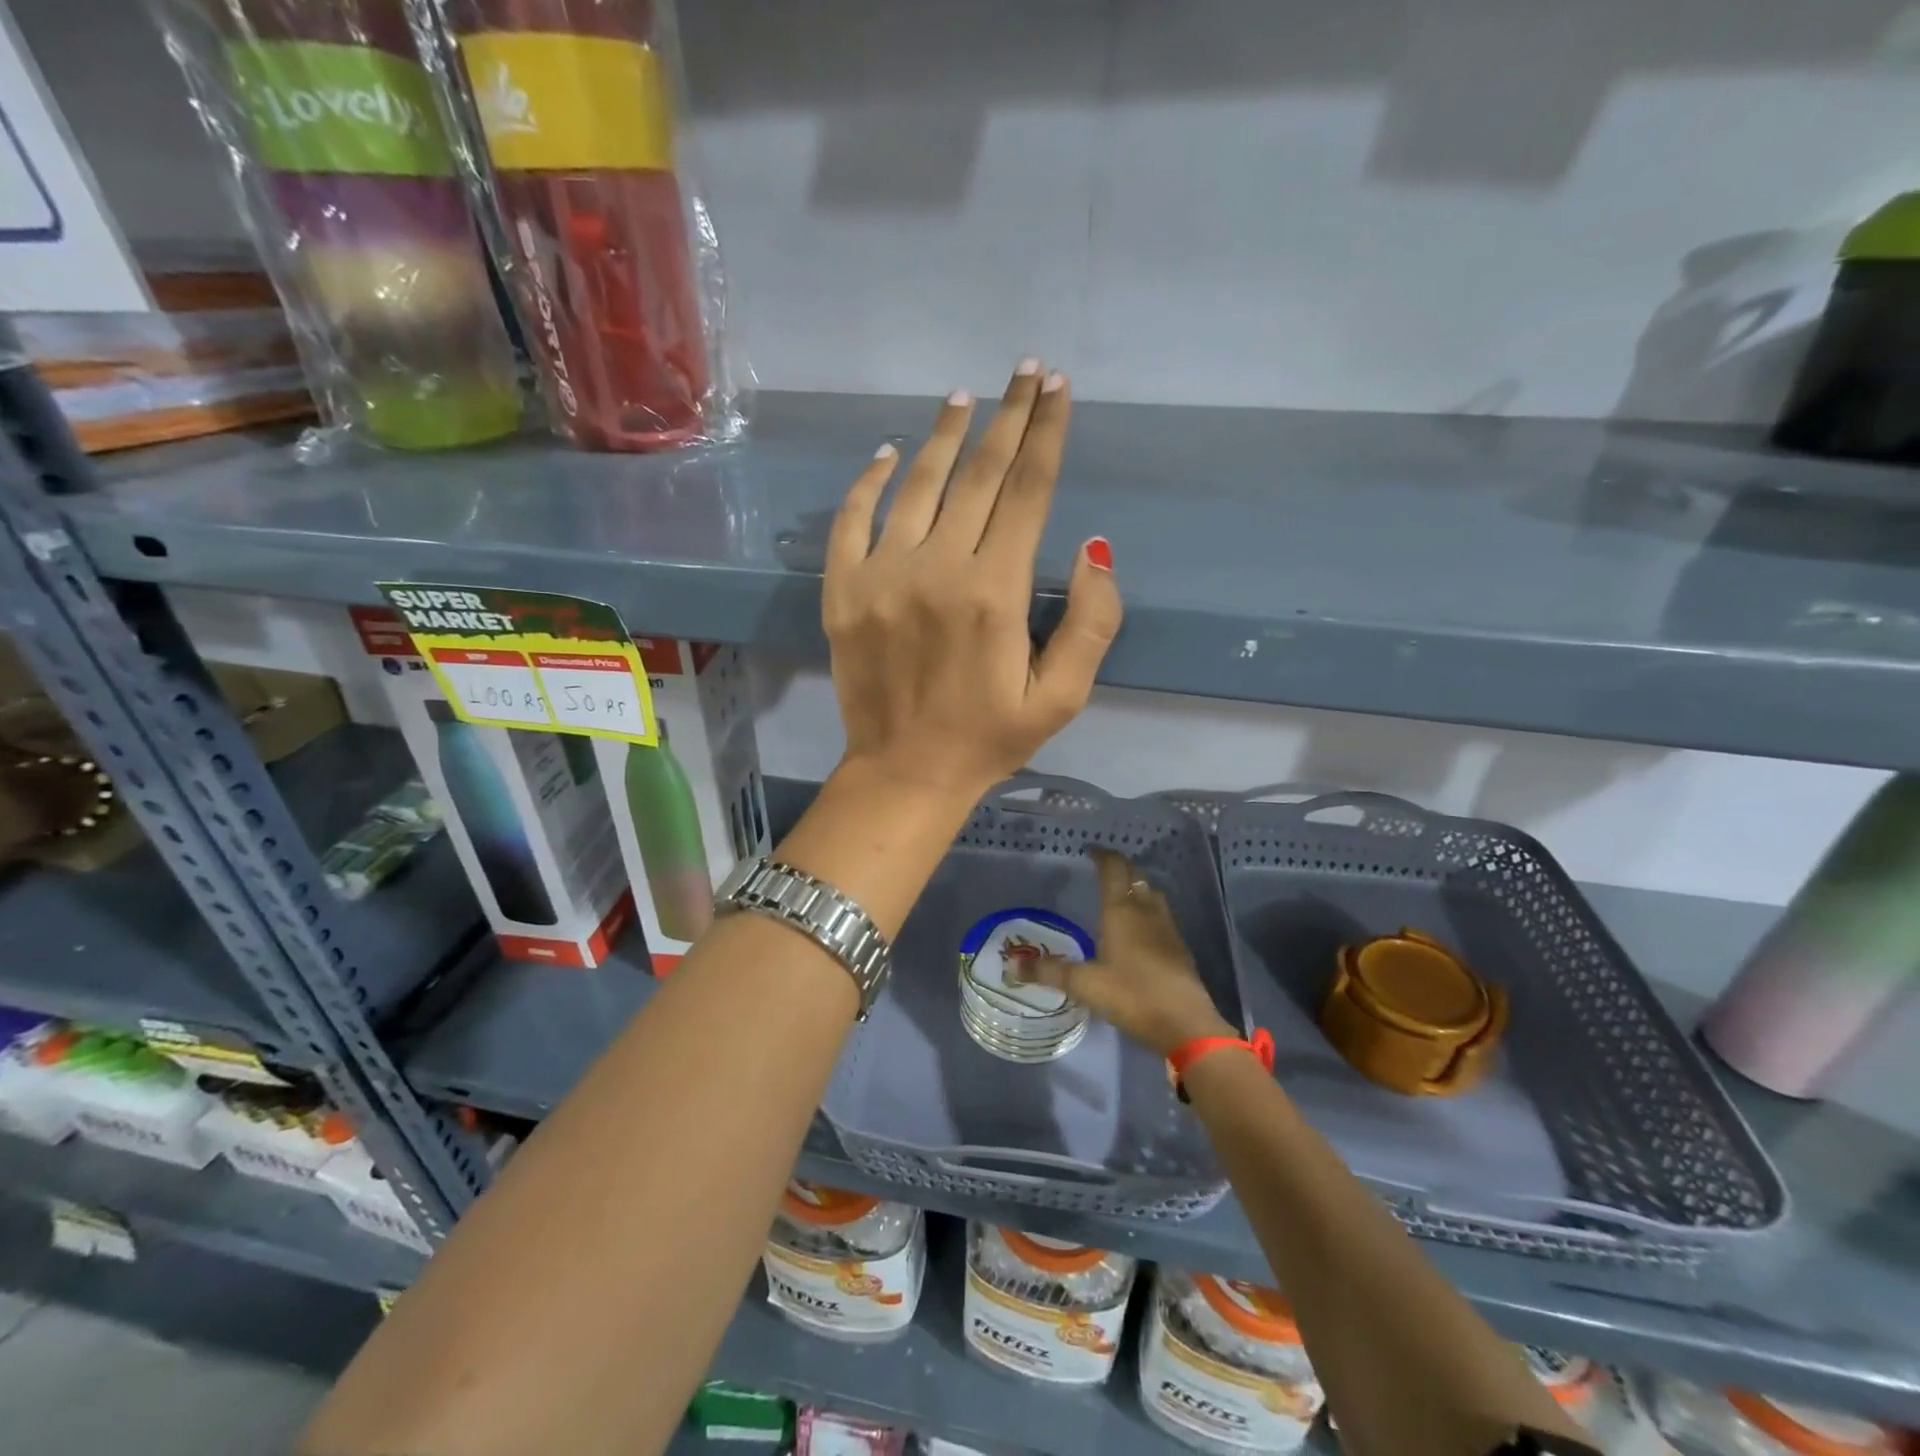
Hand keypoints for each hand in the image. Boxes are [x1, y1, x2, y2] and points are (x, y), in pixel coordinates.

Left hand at [823, 360, 1122, 805]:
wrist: (905, 773)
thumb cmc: (990, 739)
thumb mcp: (1063, 697)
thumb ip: (1092, 623)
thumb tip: (1093, 549)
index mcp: (995, 592)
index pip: (1028, 490)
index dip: (1046, 433)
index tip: (1057, 388)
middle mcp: (936, 568)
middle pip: (979, 474)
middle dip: (1008, 417)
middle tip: (1024, 371)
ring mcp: (881, 575)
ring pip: (917, 485)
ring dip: (944, 436)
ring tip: (965, 399)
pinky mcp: (842, 591)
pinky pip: (852, 520)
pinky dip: (868, 481)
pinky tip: (887, 453)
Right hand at [1017, 847, 1237, 1055]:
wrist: (1186, 1022)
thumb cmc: (1131, 994)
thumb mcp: (1084, 984)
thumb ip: (1050, 972)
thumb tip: (1013, 965)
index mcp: (1121, 910)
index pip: (1113, 869)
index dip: (1102, 856)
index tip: (1090, 851)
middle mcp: (1145, 910)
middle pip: (1135, 876)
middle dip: (1120, 867)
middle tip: (1103, 868)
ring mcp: (1167, 927)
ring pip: (1151, 894)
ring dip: (1137, 886)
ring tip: (1121, 893)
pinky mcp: (1179, 946)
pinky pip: (1161, 915)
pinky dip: (1148, 909)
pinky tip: (1140, 927)